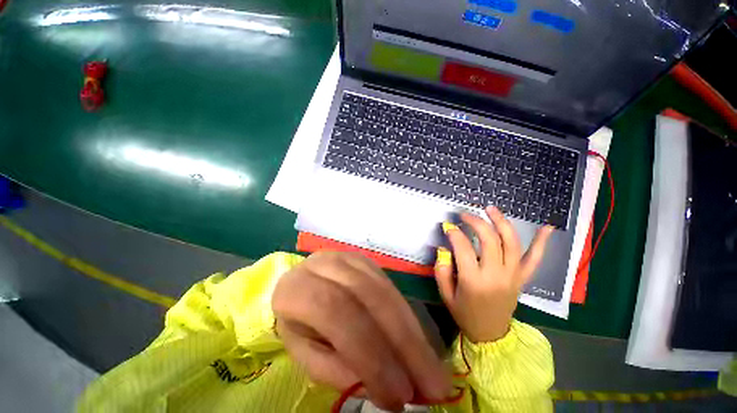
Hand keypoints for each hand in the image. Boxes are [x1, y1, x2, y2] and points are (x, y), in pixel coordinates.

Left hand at [272, 251, 450, 410]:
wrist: (303, 287)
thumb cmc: (298, 324)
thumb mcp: (307, 354)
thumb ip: (338, 368)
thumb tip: (384, 384)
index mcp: (297, 288)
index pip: (335, 313)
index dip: (369, 353)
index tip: (399, 395)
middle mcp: (326, 264)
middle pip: (368, 297)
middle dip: (403, 342)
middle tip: (432, 385)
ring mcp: (350, 258)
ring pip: (384, 289)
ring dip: (412, 331)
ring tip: (432, 369)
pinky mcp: (367, 260)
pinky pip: (391, 286)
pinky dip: (407, 316)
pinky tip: (419, 340)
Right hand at [435, 206, 553, 342]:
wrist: (490, 334)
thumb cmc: (464, 313)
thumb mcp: (445, 294)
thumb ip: (441, 269)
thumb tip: (444, 248)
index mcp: (474, 281)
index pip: (463, 247)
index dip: (454, 233)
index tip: (447, 226)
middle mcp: (496, 275)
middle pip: (489, 240)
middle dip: (476, 222)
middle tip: (464, 214)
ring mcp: (513, 276)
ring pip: (511, 243)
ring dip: (501, 222)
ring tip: (491, 209)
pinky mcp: (522, 279)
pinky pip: (534, 259)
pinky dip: (542, 243)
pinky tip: (547, 227)